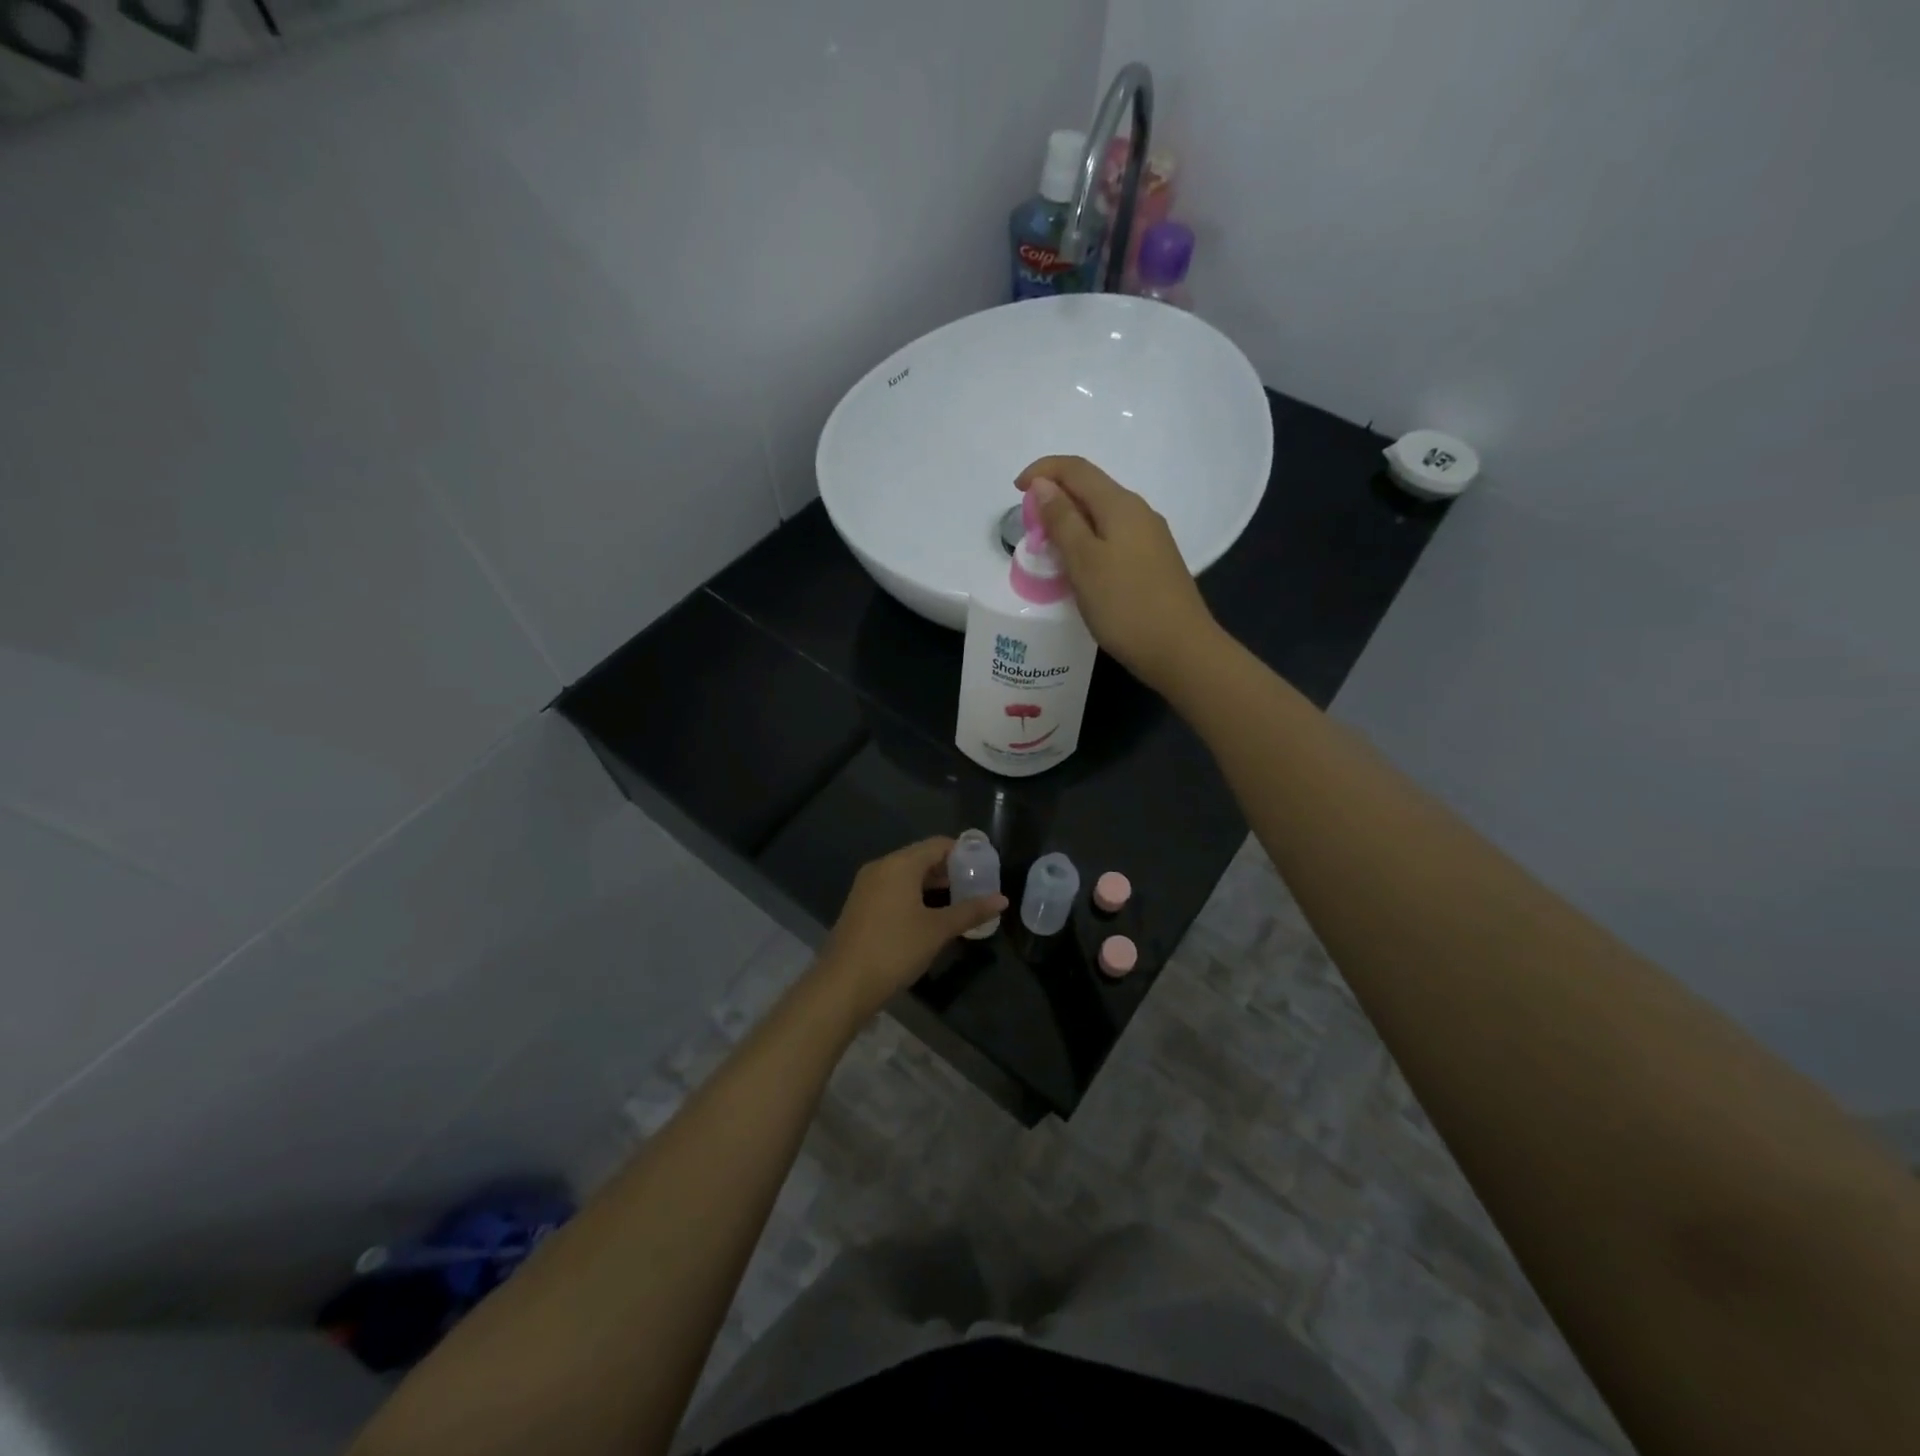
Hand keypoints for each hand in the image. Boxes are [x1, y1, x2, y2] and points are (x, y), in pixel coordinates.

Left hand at [815, 838, 1006, 1022]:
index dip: (964, 853)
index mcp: (900, 864)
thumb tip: (1002, 900)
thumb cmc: (895, 949)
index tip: (986, 867)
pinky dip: (915, 895)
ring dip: (933, 885)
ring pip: (907, 875)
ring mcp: (867, 886)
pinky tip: (931, 915)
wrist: (843, 984)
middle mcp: (882, 867)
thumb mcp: (938, 930)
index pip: (938, 845)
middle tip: (977, 886)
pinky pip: (894, 889)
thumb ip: (970, 911)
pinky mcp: (861, 905)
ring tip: (960, 902)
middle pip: (922, 858)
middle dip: (950, 870)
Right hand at [1015, 456, 1220, 691]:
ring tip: (1048, 551)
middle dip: (1055, 498)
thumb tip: (1044, 484)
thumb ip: (1062, 520)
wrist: (1180, 650)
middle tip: (1029, 529)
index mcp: (1121, 505)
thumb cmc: (1126, 606)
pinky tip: (1079, 570)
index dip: (1043, 471)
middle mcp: (1139, 513)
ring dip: (1071, 523)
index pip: (1076, 469)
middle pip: (1091, 489)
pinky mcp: (1153, 564)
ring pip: (1102, 516)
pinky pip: (1113, 539)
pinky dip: (1088, 543)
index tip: (1016, 491)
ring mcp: (1150, 539)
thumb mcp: (1084, 561)